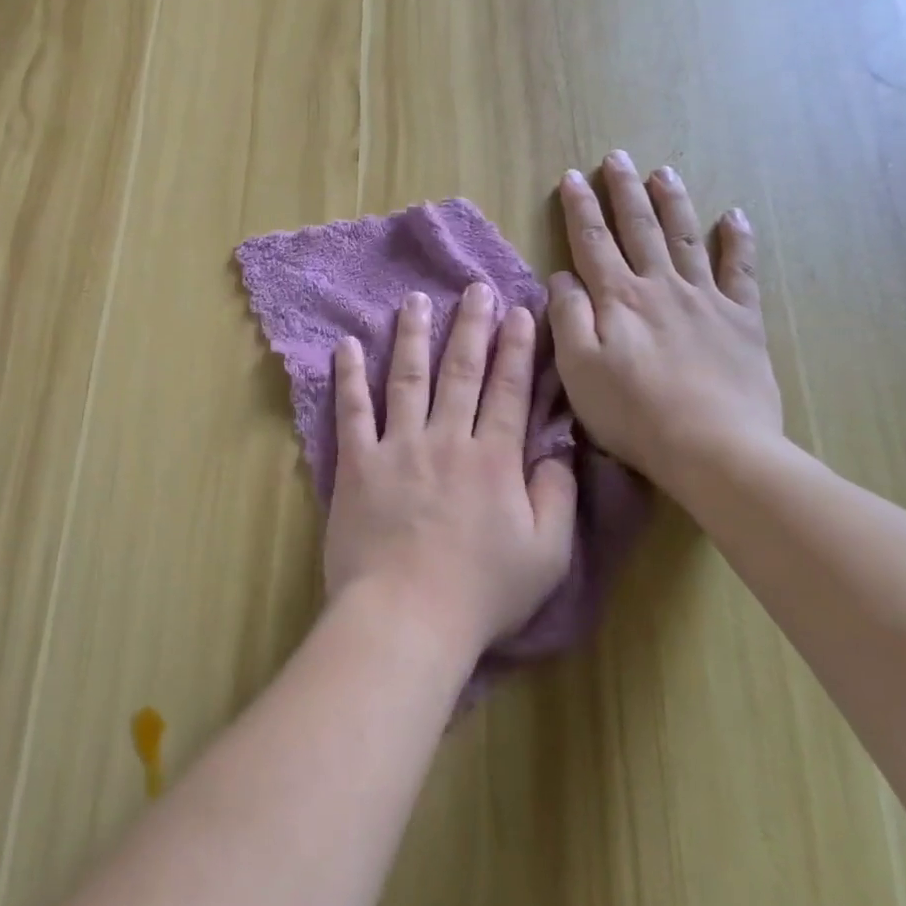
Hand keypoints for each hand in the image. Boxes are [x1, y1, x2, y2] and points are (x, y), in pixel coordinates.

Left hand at [324, 283, 577, 658]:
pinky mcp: (358, 463)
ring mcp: (398, 447)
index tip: (521, 312)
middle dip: (472, 326)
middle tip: (476, 289)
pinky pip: (352, 410)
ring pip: (408, 378)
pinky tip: (346, 344)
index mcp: (494, 460)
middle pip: (461, 372)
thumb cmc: (482, 593)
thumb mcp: (547, 554)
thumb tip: (558, 451)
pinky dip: (349, 376)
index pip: (509, 391)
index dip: (518, 349)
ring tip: (416, 300)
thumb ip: (557, 497)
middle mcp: (446, 439)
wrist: (407, 616)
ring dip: (413, 336)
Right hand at [548, 151, 783, 494]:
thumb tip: (561, 278)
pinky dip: (737, 241)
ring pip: (686, 237)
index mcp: (618, 298)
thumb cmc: (633, 413)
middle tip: (616, 158)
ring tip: (662, 172)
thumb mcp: (578, 370)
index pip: (593, 242)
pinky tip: (734, 216)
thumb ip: (568, 317)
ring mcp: (706, 299)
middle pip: (640, 228)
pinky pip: (741, 271)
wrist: (714, 447)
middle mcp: (661, 286)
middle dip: (623, 191)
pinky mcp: (742, 320)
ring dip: (672, 202)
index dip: (580, 208)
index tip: (571, 177)